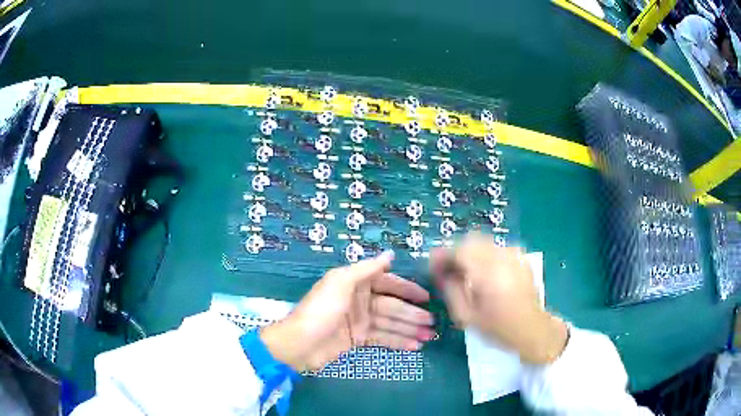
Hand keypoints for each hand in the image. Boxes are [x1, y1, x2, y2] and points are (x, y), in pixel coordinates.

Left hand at [261, 251, 434, 371]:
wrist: (300, 343)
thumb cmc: (321, 310)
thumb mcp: (341, 282)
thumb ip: (366, 268)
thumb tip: (390, 254)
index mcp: (356, 284)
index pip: (388, 283)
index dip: (407, 289)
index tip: (426, 297)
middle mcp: (360, 301)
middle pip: (392, 306)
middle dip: (412, 314)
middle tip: (432, 323)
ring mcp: (360, 321)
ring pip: (390, 323)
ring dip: (410, 329)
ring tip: (429, 336)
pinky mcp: (358, 339)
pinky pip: (383, 338)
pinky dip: (398, 342)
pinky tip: (415, 346)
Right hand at [430, 233, 567, 363]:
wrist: (533, 329)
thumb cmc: (498, 328)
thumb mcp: (467, 316)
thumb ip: (451, 290)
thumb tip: (442, 273)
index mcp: (485, 272)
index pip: (457, 250)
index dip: (442, 255)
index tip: (434, 267)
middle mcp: (500, 257)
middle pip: (471, 240)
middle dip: (457, 252)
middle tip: (450, 271)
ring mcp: (513, 255)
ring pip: (484, 242)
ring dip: (471, 253)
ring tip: (468, 273)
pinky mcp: (521, 258)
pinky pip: (497, 248)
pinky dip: (486, 256)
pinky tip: (487, 274)